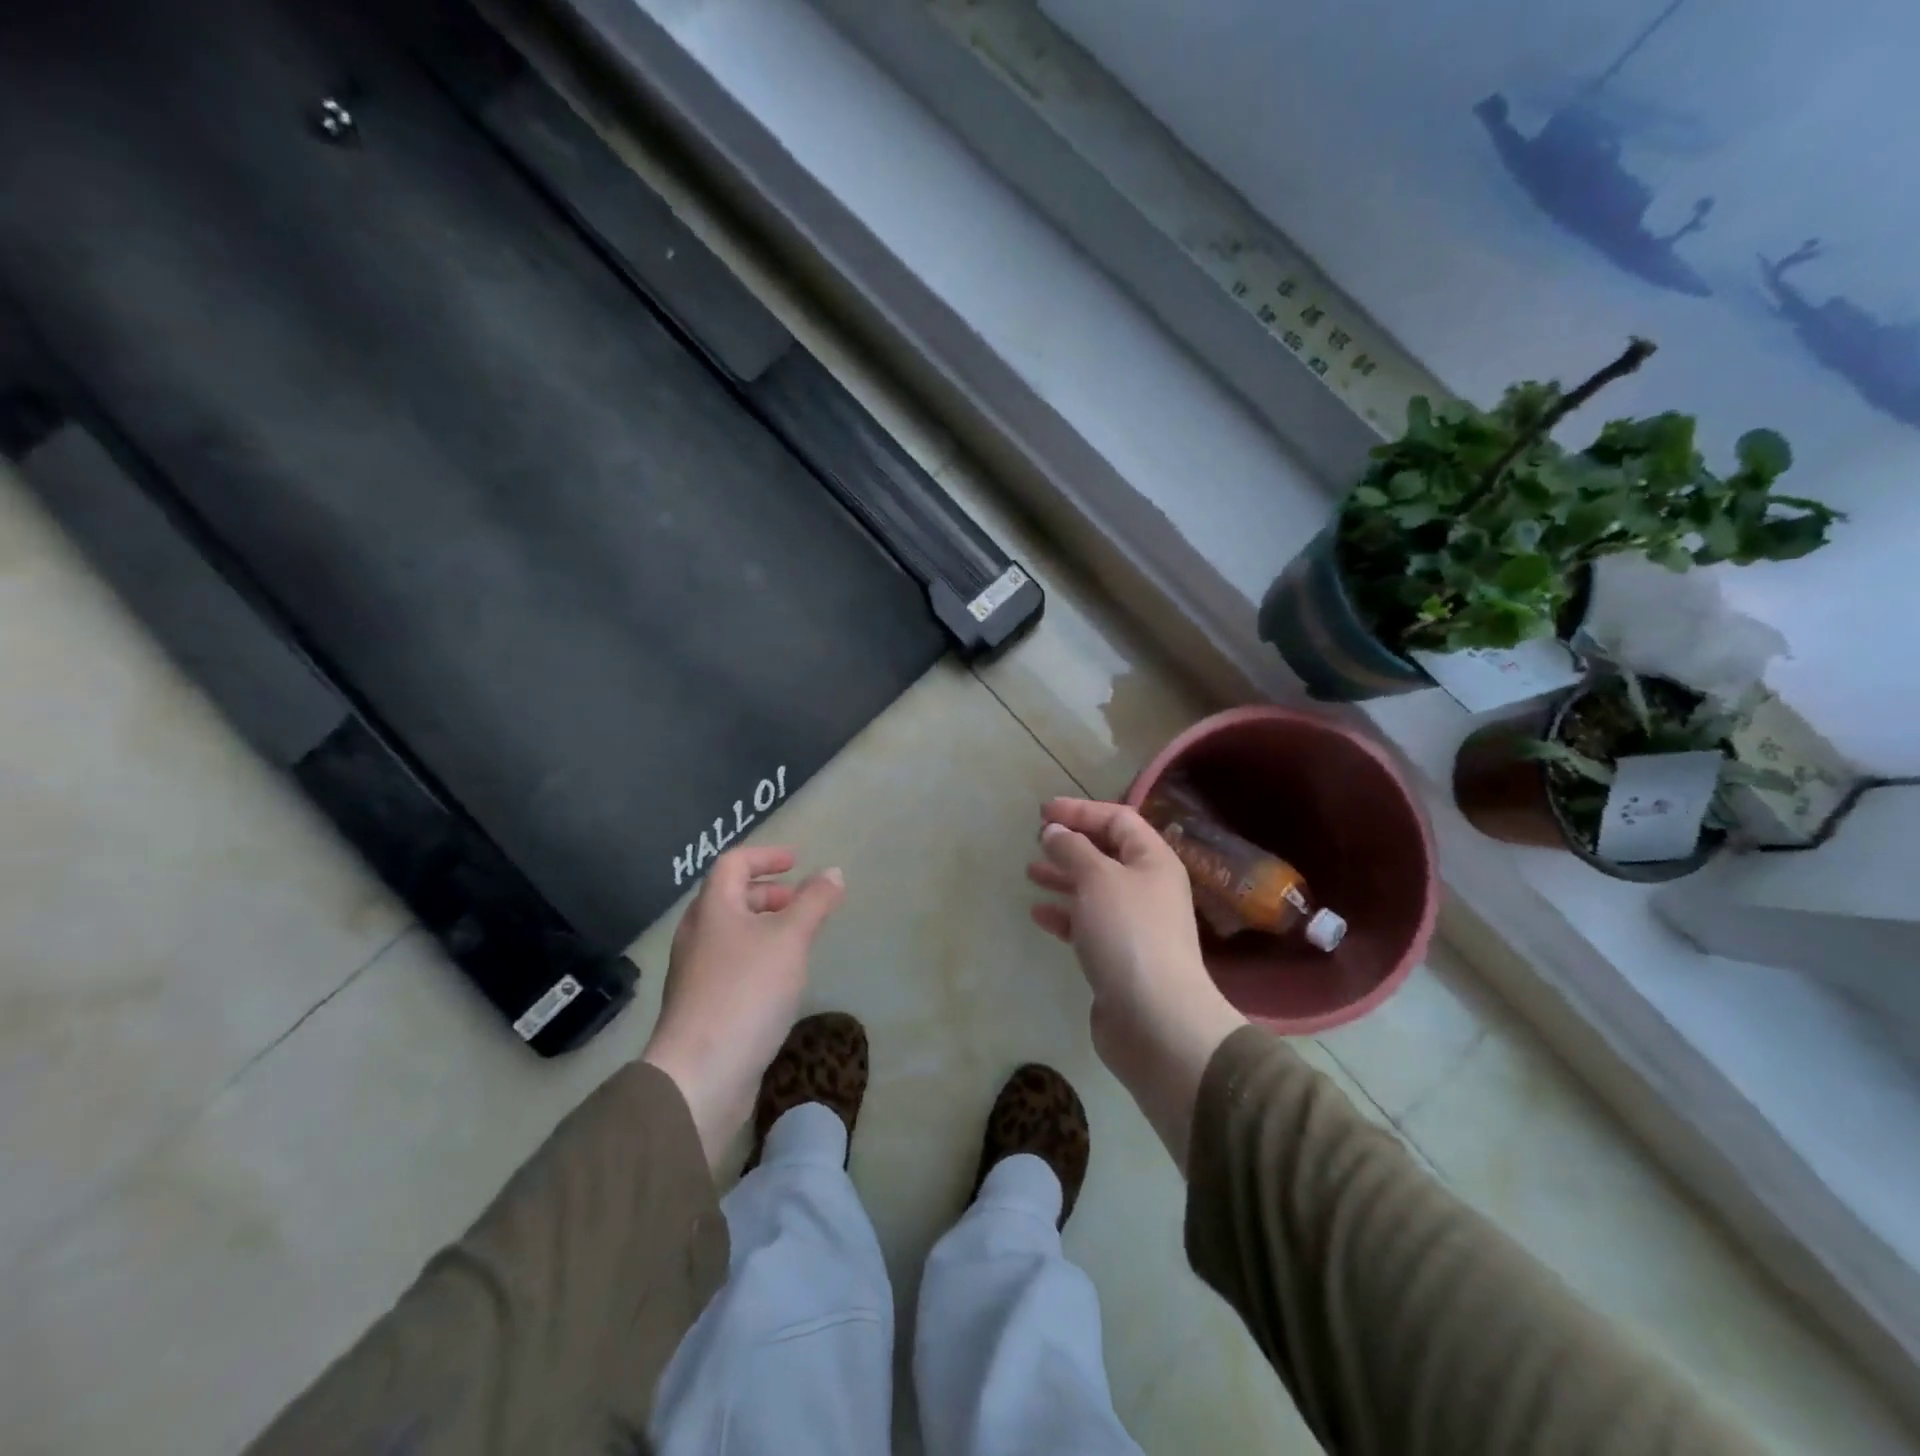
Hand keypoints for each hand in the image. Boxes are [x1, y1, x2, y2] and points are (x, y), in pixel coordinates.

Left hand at [642, 846, 844, 1168]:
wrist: (700, 1073)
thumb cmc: (746, 992)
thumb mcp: (790, 939)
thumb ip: (814, 902)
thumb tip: (833, 871)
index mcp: (713, 909)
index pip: (734, 863)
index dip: (766, 855)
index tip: (796, 862)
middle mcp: (697, 934)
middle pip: (730, 897)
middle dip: (768, 893)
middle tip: (800, 903)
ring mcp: (695, 972)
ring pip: (731, 933)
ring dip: (764, 926)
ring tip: (797, 941)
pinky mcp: (701, 1005)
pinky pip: (731, 964)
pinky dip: (757, 956)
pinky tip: (779, 981)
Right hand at [1029, 798, 1245, 1169]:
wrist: (1156, 1020)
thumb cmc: (1129, 935)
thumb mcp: (1097, 879)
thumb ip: (1072, 849)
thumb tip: (1054, 831)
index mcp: (1153, 861)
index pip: (1119, 820)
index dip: (1081, 811)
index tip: (1043, 812)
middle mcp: (1149, 888)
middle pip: (1107, 854)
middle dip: (1071, 844)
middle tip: (1037, 841)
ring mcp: (1135, 925)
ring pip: (1095, 889)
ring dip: (1064, 878)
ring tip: (1030, 873)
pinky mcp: (1119, 957)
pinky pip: (1088, 924)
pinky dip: (1065, 915)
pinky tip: (1039, 914)